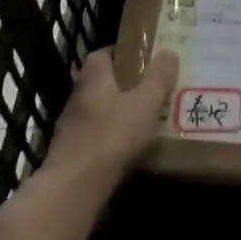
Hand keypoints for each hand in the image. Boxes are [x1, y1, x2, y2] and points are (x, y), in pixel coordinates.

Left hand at [44, 47, 174, 183]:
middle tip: (152, 89)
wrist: (74, 187)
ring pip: (99, 110)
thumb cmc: (112, 135)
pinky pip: (96, 136)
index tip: (144, 59)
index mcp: (94, 78)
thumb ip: (158, 78)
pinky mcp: (72, 153)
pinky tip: (130, 148)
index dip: (122, 53)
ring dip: (118, 112)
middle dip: (124, 84)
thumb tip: (168, 52)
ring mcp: (71, 126)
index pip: (102, 54)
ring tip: (146, 119)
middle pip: (101, 82)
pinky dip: (111, 137)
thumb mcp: (145, 103)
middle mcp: (78, 96)